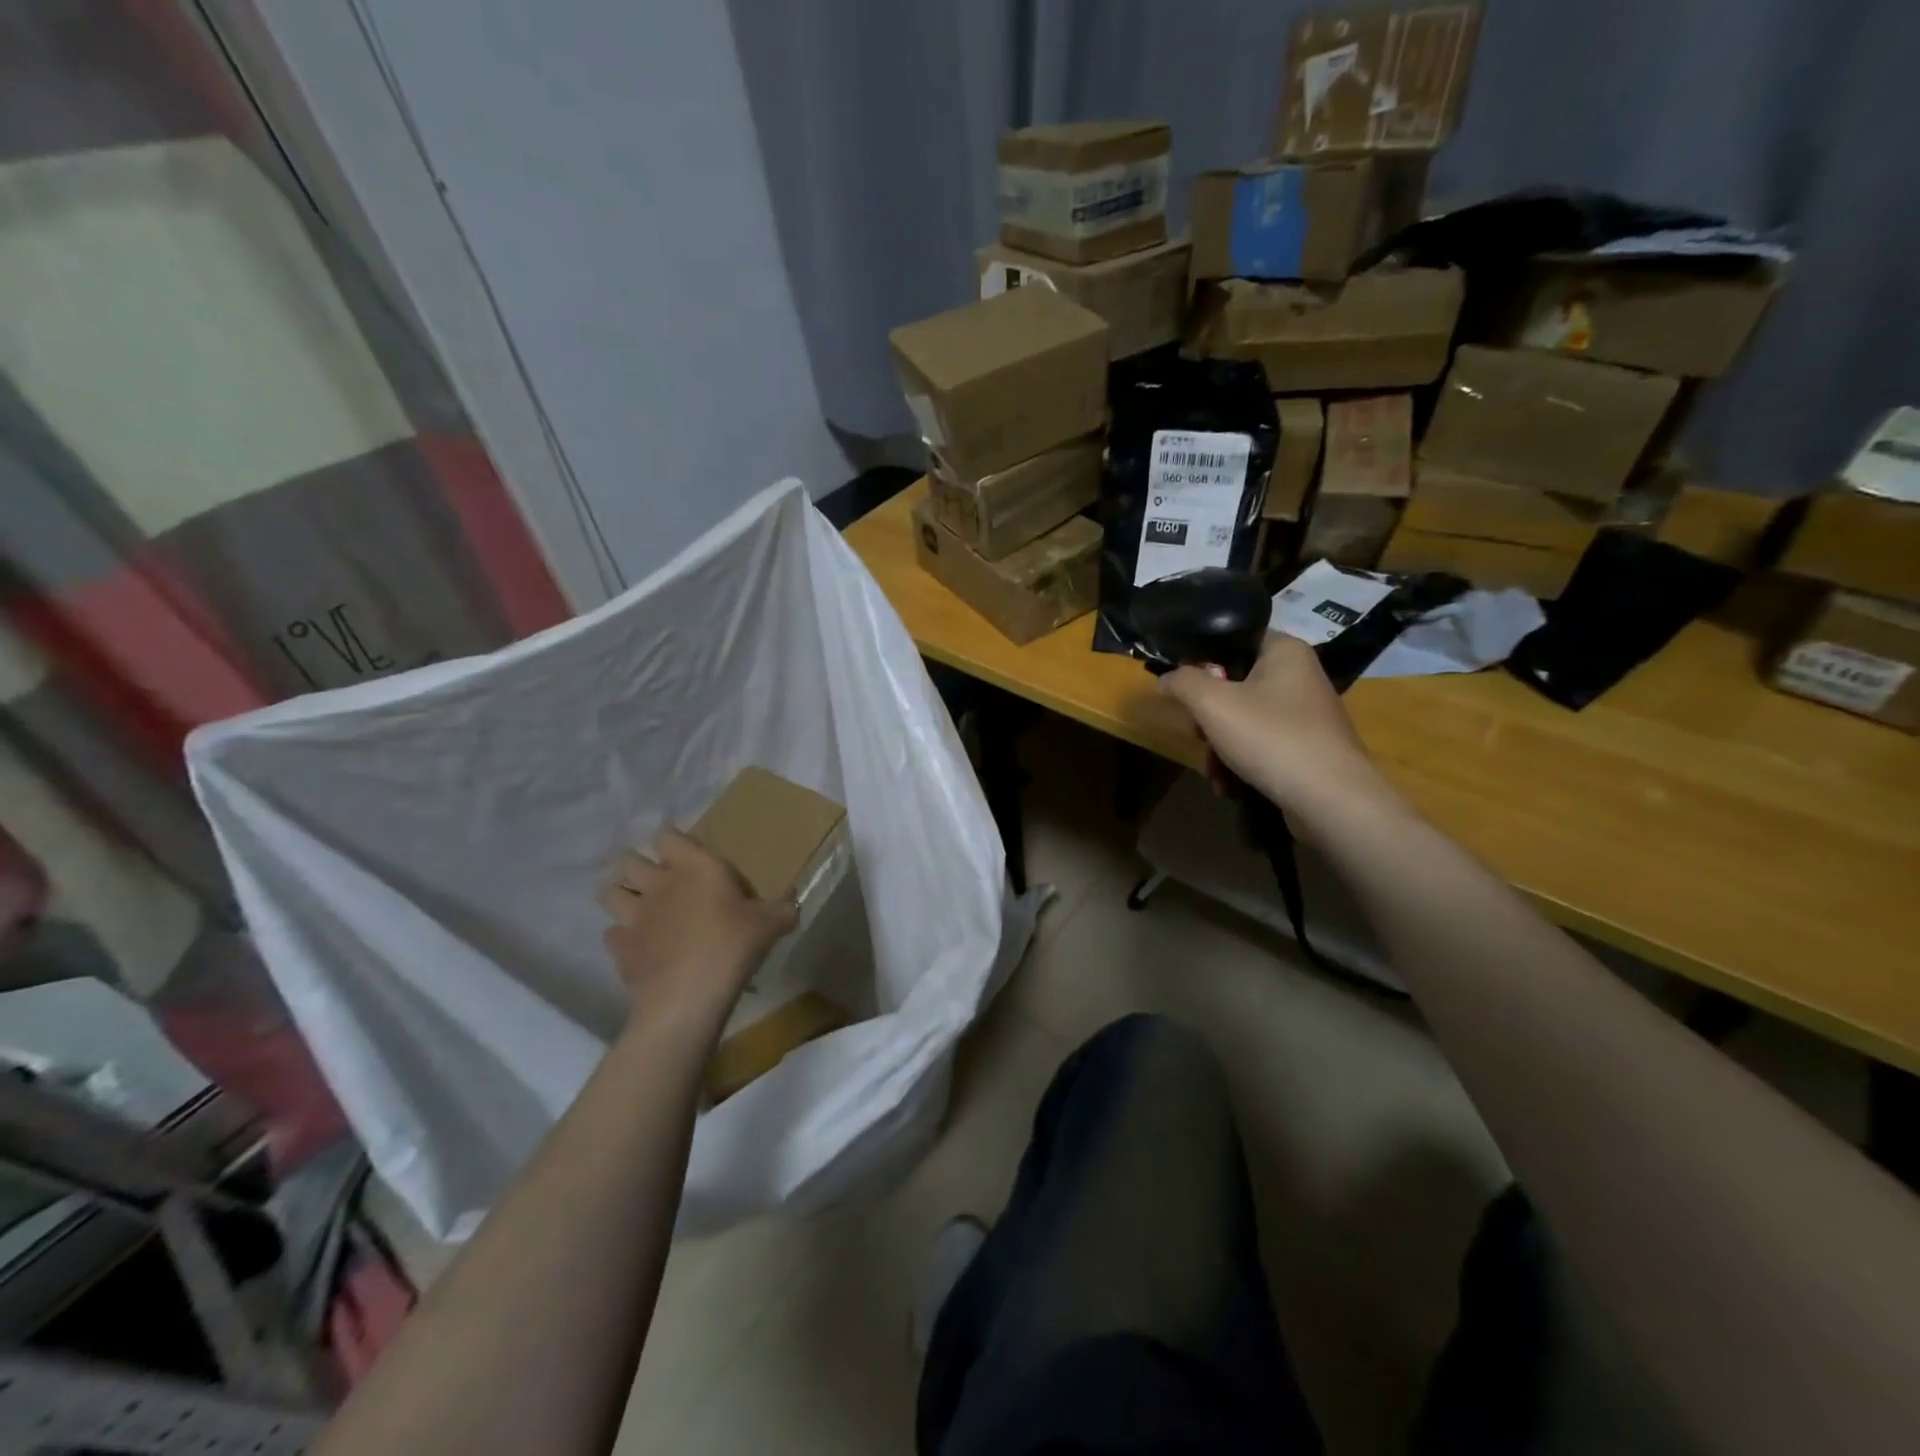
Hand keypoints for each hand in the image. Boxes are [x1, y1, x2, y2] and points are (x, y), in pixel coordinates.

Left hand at [598, 829, 797, 1023]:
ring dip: (618, 894)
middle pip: (630, 860)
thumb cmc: (732, 944)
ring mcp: (634, 916)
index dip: (669, 836)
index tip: (677, 842)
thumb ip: (781, 910)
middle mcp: (658, 884)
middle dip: (636, 862)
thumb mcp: (770, 924)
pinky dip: (620, 937)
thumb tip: (793, 905)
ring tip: (632, 901)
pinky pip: (612, 935)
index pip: (667, 835)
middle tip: (651, 872)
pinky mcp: (621, 949)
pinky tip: (634, 943)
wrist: (688, 994)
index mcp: (694, 867)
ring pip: (609, 893)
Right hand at [1160, 632, 1388, 818]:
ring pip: (1245, 718)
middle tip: (1199, 735)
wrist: (1331, 800)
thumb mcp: (1212, 704)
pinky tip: (1230, 785)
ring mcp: (1307, 713)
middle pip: (1234, 684)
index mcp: (1284, 651)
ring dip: (1220, 746)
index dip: (1201, 659)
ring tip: (1215, 773)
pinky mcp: (1309, 746)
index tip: (1182, 688)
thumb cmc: (1271, 738)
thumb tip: (1166, 678)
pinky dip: (1242, 761)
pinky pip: (1263, 743)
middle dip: (1208, 716)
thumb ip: (1182, 682)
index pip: (1232, 639)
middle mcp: (1300, 675)